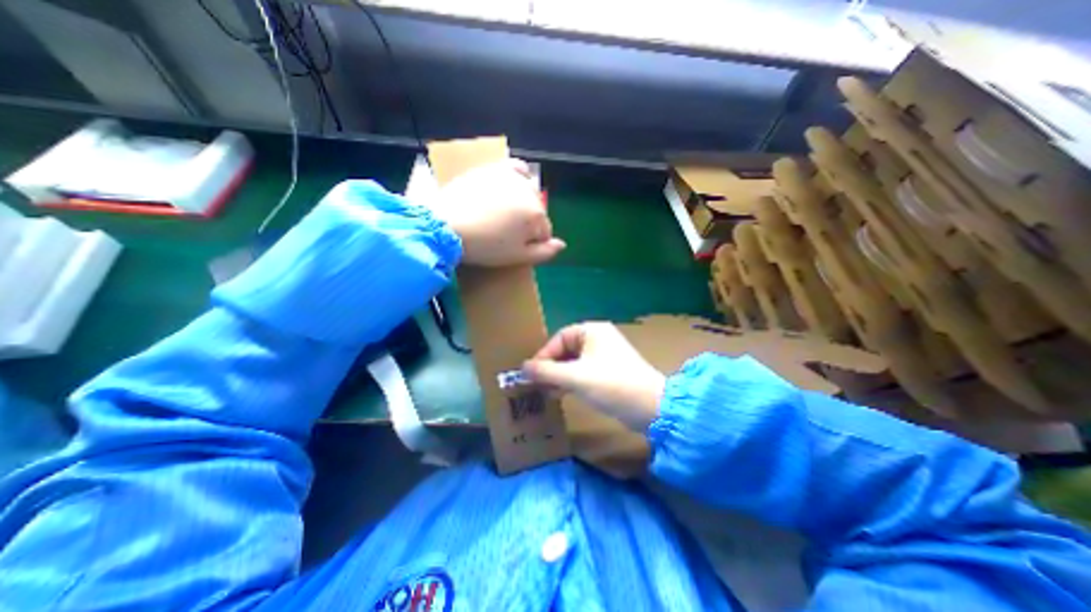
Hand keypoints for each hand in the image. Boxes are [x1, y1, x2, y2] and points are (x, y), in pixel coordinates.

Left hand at [431, 157, 566, 265]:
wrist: (446, 226)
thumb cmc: (486, 246)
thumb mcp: (517, 256)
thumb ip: (544, 252)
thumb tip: (562, 244)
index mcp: (536, 215)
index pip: (545, 231)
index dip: (533, 242)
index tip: (517, 248)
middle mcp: (529, 192)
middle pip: (537, 212)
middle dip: (528, 223)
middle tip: (507, 233)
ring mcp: (511, 178)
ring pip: (528, 193)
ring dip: (523, 203)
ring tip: (505, 214)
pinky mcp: (494, 169)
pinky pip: (516, 168)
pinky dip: (519, 176)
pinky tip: (513, 185)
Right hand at [521, 324, 663, 428]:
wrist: (651, 407)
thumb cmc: (611, 384)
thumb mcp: (575, 377)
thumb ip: (546, 372)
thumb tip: (523, 368)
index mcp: (592, 331)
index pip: (559, 338)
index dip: (543, 355)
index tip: (531, 373)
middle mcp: (598, 339)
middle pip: (566, 350)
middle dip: (550, 367)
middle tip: (536, 384)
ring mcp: (605, 356)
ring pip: (573, 362)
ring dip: (559, 376)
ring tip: (544, 391)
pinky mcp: (608, 372)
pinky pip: (583, 372)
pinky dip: (570, 381)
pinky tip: (559, 394)